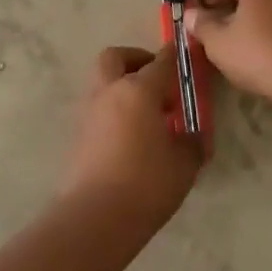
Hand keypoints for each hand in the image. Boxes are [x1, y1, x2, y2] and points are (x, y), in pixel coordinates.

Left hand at [58, 46, 201, 231]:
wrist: (95, 218)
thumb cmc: (146, 184)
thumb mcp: (184, 164)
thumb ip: (191, 142)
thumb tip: (192, 136)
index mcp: (138, 90)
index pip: (161, 62)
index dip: (175, 56)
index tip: (185, 52)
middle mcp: (110, 92)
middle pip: (116, 57)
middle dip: (136, 60)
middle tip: (157, 80)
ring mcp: (90, 112)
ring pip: (104, 82)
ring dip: (124, 86)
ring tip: (149, 115)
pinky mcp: (79, 134)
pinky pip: (100, 108)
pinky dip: (115, 110)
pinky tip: (133, 136)